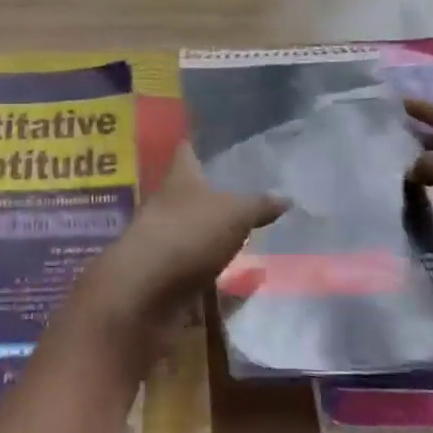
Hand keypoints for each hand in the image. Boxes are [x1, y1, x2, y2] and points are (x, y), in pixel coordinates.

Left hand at [72, 144, 286, 361]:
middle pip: (188, 192)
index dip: (199, 145)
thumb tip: (286, 197)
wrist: (145, 292)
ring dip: (212, 233)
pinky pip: (193, 266)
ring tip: (248, 234)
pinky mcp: (165, 274)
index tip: (215, 141)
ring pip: (191, 230)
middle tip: (248, 192)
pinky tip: (236, 274)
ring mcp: (163, 240)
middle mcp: (166, 204)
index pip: (186, 151)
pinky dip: (211, 269)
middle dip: (212, 193)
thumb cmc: (187, 234)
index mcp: (179, 178)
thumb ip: (260, 205)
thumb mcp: (234, 214)